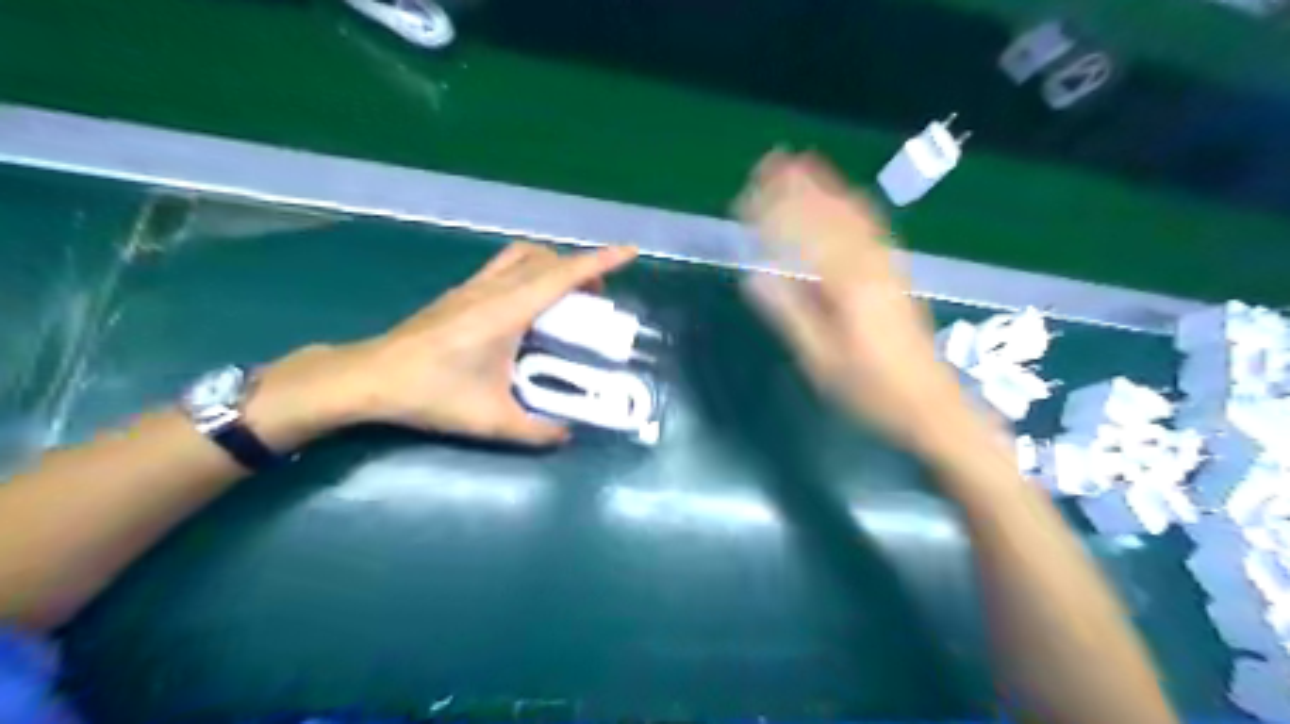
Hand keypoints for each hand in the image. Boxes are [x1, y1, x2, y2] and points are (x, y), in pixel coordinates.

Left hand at [250, 244, 634, 447]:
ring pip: (522, 256)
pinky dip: (530, 271)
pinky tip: (529, 304)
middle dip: (581, 266)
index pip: (562, 276)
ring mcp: (473, 287)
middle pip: (546, 259)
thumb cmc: (431, 394)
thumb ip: (535, 431)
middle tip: (598, 294)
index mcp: (507, 311)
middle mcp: (493, 289)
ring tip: (567, 294)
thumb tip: (567, 435)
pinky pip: (505, 267)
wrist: (370, 378)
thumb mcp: (490, 420)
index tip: (630, 252)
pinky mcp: (459, 293)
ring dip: (552, 264)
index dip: (600, 261)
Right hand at [736, 151, 979, 448]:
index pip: (803, 234)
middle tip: (767, 161)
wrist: (930, 403)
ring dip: (824, 186)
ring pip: (852, 213)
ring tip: (799, 162)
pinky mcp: (896, 272)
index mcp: (848, 285)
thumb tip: (755, 276)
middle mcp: (870, 263)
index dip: (773, 211)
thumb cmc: (870, 389)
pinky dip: (850, 202)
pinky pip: (871, 225)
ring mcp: (887, 265)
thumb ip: (790, 314)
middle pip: (828, 213)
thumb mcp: (821, 360)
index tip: (745, 195)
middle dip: (797, 185)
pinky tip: (842, 195)